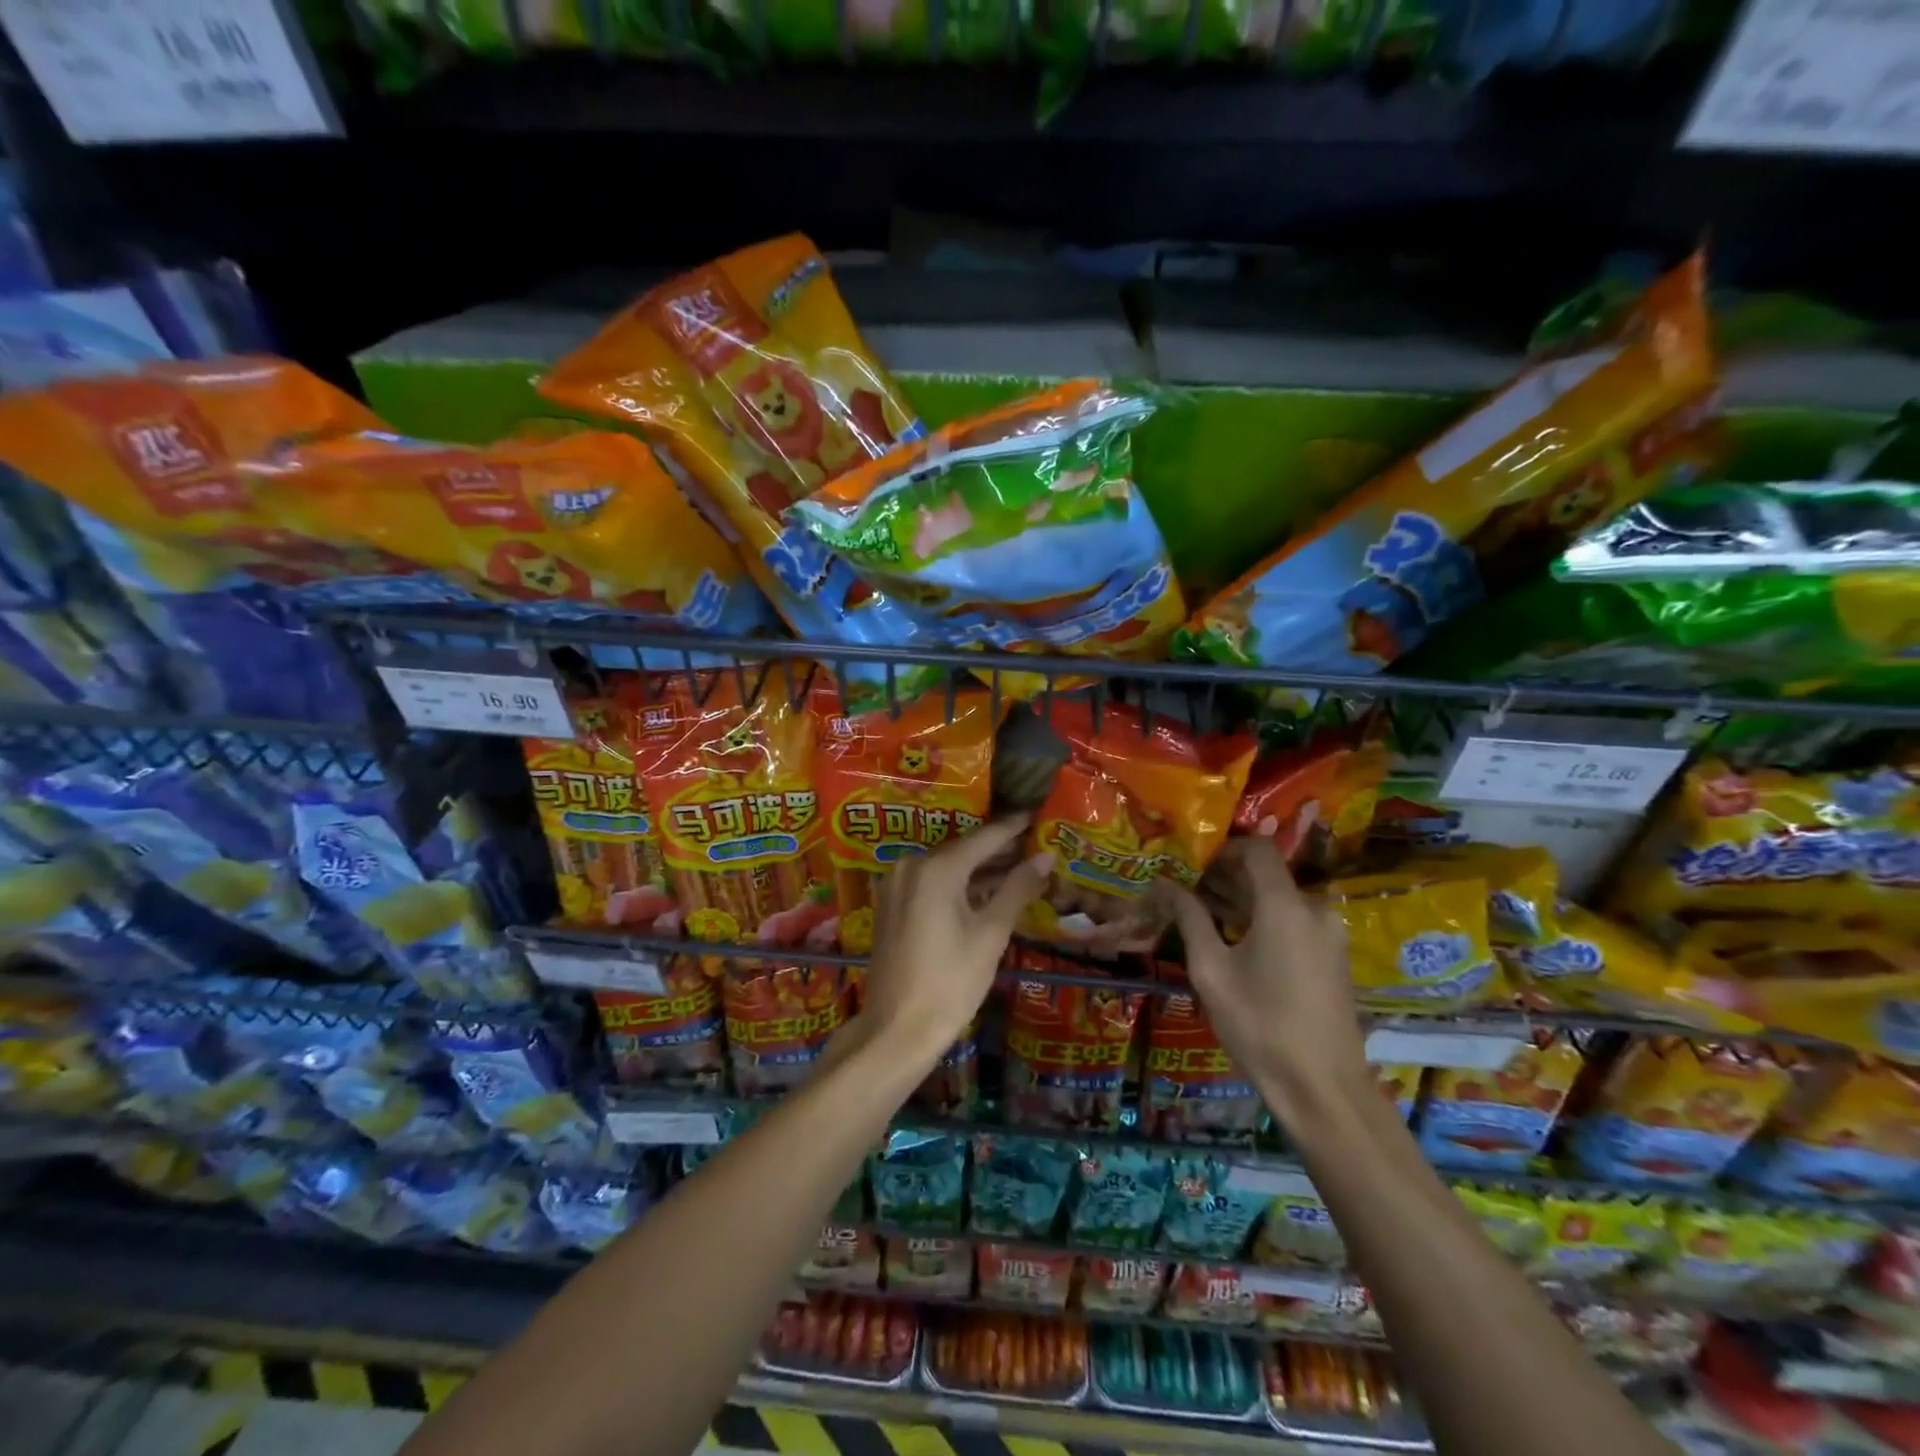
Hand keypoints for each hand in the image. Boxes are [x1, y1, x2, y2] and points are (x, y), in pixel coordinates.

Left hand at [860, 815, 1051, 1065]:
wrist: (897, 1029)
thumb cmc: (951, 982)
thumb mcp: (991, 934)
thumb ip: (1017, 889)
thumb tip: (1045, 857)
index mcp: (937, 868)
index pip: (984, 838)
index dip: (1012, 828)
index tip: (1034, 814)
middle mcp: (911, 866)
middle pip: (963, 850)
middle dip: (998, 850)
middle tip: (1033, 844)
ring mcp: (896, 884)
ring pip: (946, 867)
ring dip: (979, 869)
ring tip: (1017, 866)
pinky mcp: (891, 904)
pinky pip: (930, 883)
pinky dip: (957, 884)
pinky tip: (983, 890)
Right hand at [1168, 837, 1370, 1124]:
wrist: (1322, 1088)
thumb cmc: (1259, 1025)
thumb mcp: (1211, 971)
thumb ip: (1190, 918)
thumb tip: (1165, 884)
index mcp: (1285, 905)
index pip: (1257, 849)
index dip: (1223, 849)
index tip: (1192, 866)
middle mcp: (1314, 908)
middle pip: (1267, 874)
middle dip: (1226, 878)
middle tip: (1189, 896)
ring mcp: (1330, 932)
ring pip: (1281, 898)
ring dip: (1244, 901)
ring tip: (1206, 920)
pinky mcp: (1334, 955)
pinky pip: (1295, 920)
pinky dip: (1265, 920)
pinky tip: (1237, 944)